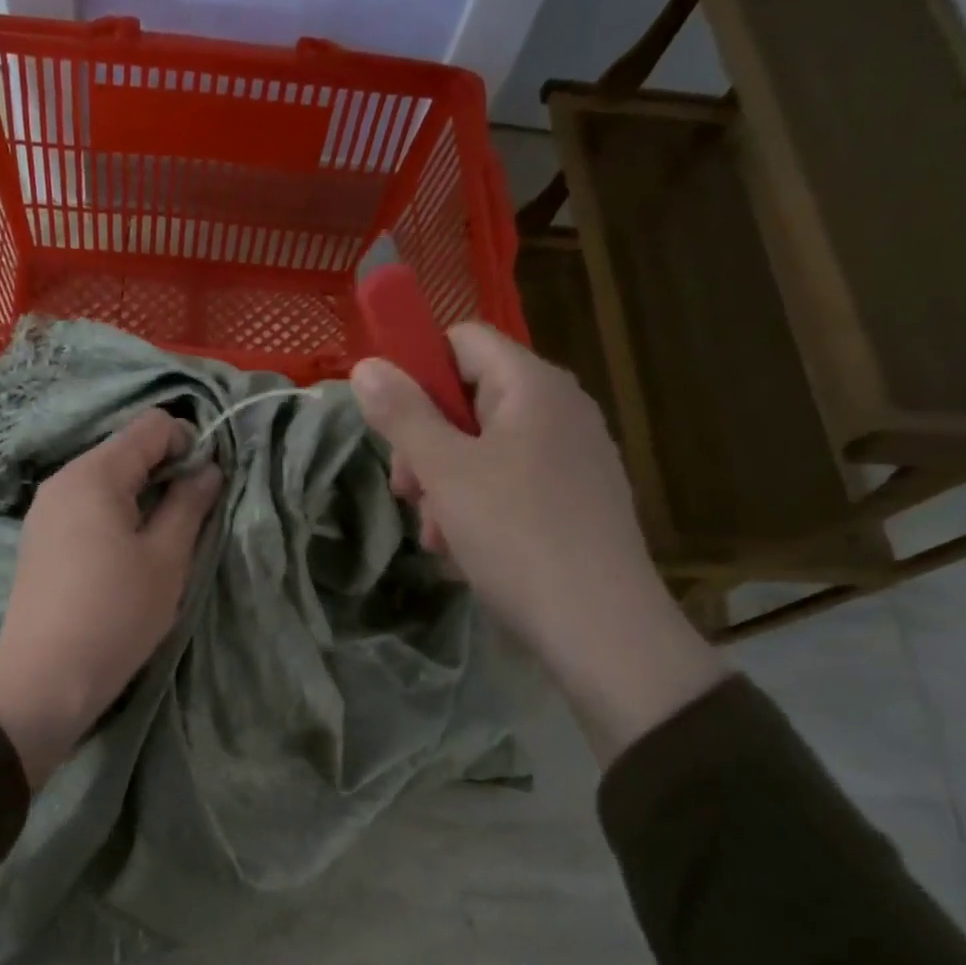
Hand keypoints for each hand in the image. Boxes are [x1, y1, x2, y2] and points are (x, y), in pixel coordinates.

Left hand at [0, 410, 221, 787]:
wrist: (45, 678)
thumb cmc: (116, 613)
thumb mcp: (166, 558)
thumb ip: (190, 504)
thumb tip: (208, 469)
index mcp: (94, 474)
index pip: (152, 425)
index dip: (189, 444)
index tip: (206, 487)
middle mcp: (63, 480)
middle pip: (126, 449)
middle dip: (166, 472)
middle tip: (190, 519)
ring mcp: (46, 509)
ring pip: (107, 480)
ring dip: (143, 497)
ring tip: (160, 543)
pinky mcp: (40, 538)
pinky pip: (87, 507)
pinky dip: (116, 515)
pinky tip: (126, 557)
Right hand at [351, 324, 722, 760]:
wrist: (600, 624)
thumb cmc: (515, 534)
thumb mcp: (445, 472)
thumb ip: (403, 415)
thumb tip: (366, 366)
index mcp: (533, 385)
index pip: (463, 340)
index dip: (419, 369)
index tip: (391, 423)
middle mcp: (561, 408)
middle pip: (471, 398)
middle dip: (427, 443)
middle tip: (408, 492)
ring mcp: (574, 454)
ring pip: (486, 447)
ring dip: (447, 483)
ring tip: (437, 534)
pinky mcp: (578, 497)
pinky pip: (513, 481)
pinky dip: (480, 505)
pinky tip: (466, 549)